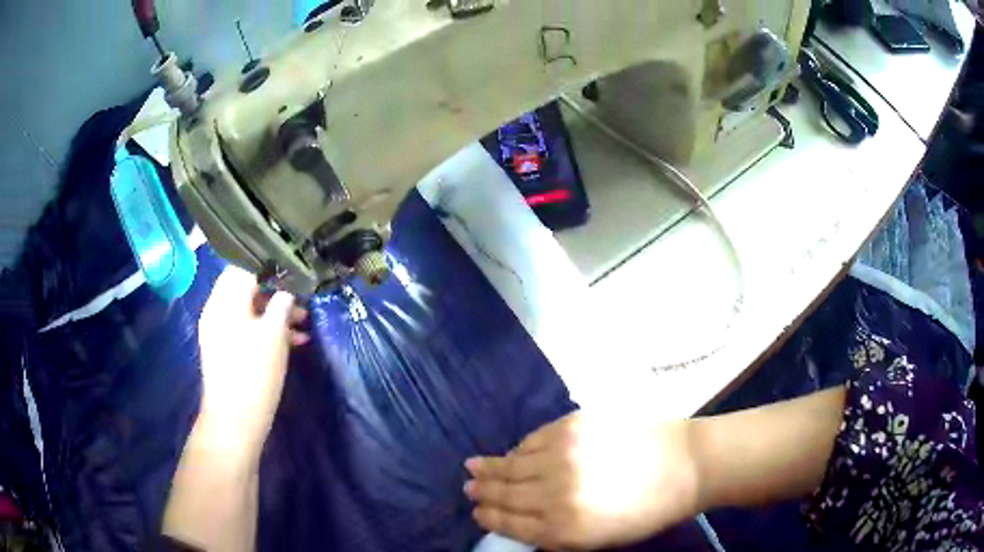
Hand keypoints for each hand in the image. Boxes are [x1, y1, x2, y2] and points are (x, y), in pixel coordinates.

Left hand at [196, 266, 309, 461]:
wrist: (234, 420)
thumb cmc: (254, 373)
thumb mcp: (274, 335)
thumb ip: (282, 305)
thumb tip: (288, 289)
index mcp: (224, 300)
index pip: (244, 266)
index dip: (270, 266)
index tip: (294, 271)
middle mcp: (217, 310)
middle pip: (246, 289)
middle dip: (275, 293)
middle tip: (301, 302)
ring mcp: (218, 331)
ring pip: (248, 310)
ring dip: (274, 313)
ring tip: (302, 325)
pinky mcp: (224, 350)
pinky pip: (244, 328)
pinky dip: (264, 330)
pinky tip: (290, 342)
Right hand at [465, 412, 700, 550]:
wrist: (686, 465)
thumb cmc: (646, 512)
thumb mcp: (599, 540)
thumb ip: (554, 534)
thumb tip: (518, 519)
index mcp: (563, 528)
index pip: (510, 522)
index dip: (489, 516)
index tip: (476, 511)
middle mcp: (555, 492)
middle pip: (505, 492)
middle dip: (482, 490)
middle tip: (467, 486)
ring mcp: (563, 454)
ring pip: (513, 463)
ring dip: (491, 467)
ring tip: (473, 466)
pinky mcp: (574, 425)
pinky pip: (534, 438)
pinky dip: (519, 448)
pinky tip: (512, 452)